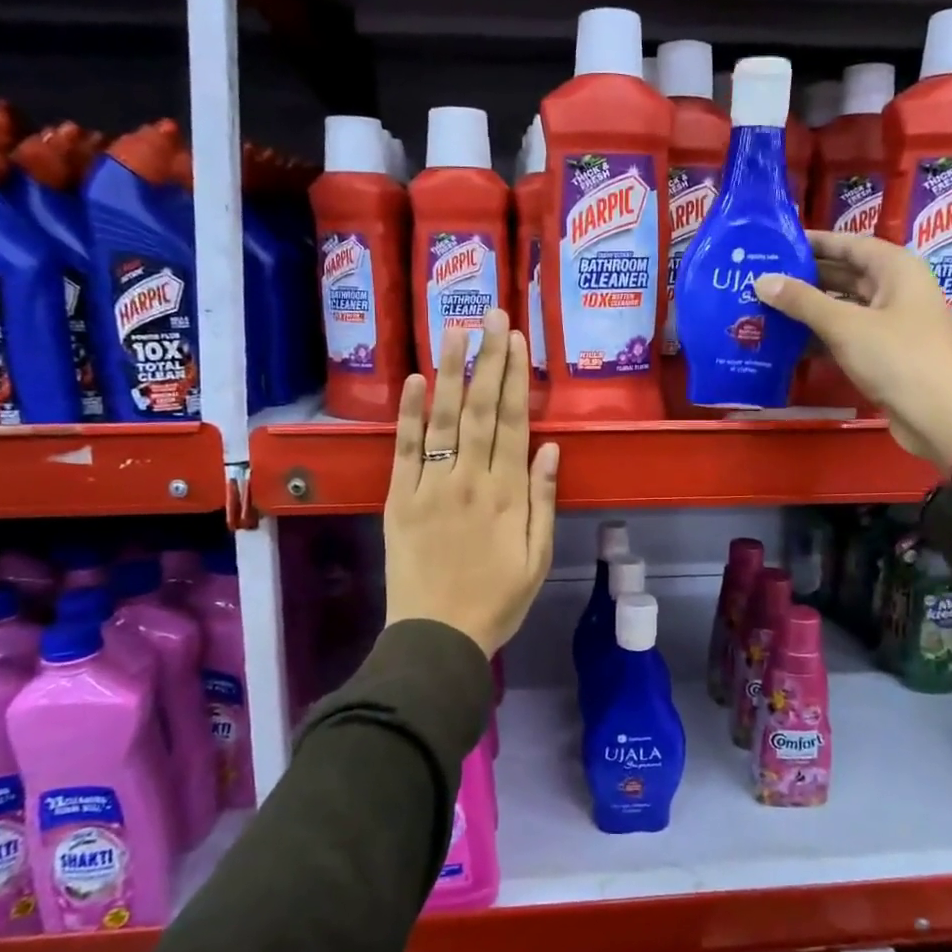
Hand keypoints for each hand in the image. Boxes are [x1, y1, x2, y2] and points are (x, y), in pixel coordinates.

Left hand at [384, 308, 559, 656]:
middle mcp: (471, 480)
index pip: (514, 423)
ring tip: (454, 329)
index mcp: (508, 494)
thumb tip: (552, 448)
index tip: (516, 339)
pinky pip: (405, 450)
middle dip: (487, 359)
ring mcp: (432, 487)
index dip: (516, 378)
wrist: (438, 637)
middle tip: (489, 314)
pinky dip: (409, 414)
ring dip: (450, 372)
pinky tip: (413, 380)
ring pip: (443, 419)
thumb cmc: (497, 601)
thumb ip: (545, 501)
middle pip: (481, 410)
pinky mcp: (400, 499)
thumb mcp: (538, 558)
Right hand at [754, 231, 951, 467]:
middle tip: (761, 278)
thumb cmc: (898, 358)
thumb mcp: (846, 326)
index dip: (814, 242)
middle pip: (844, 275)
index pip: (849, 244)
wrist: (942, 417)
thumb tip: (762, 280)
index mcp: (896, 269)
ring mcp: (890, 324)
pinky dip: (819, 337)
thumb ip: (802, 302)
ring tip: (764, 308)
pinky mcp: (883, 354)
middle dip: (805, 278)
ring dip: (808, 310)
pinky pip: (845, 336)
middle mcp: (895, 290)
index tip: (776, 244)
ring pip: (843, 307)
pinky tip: (786, 342)